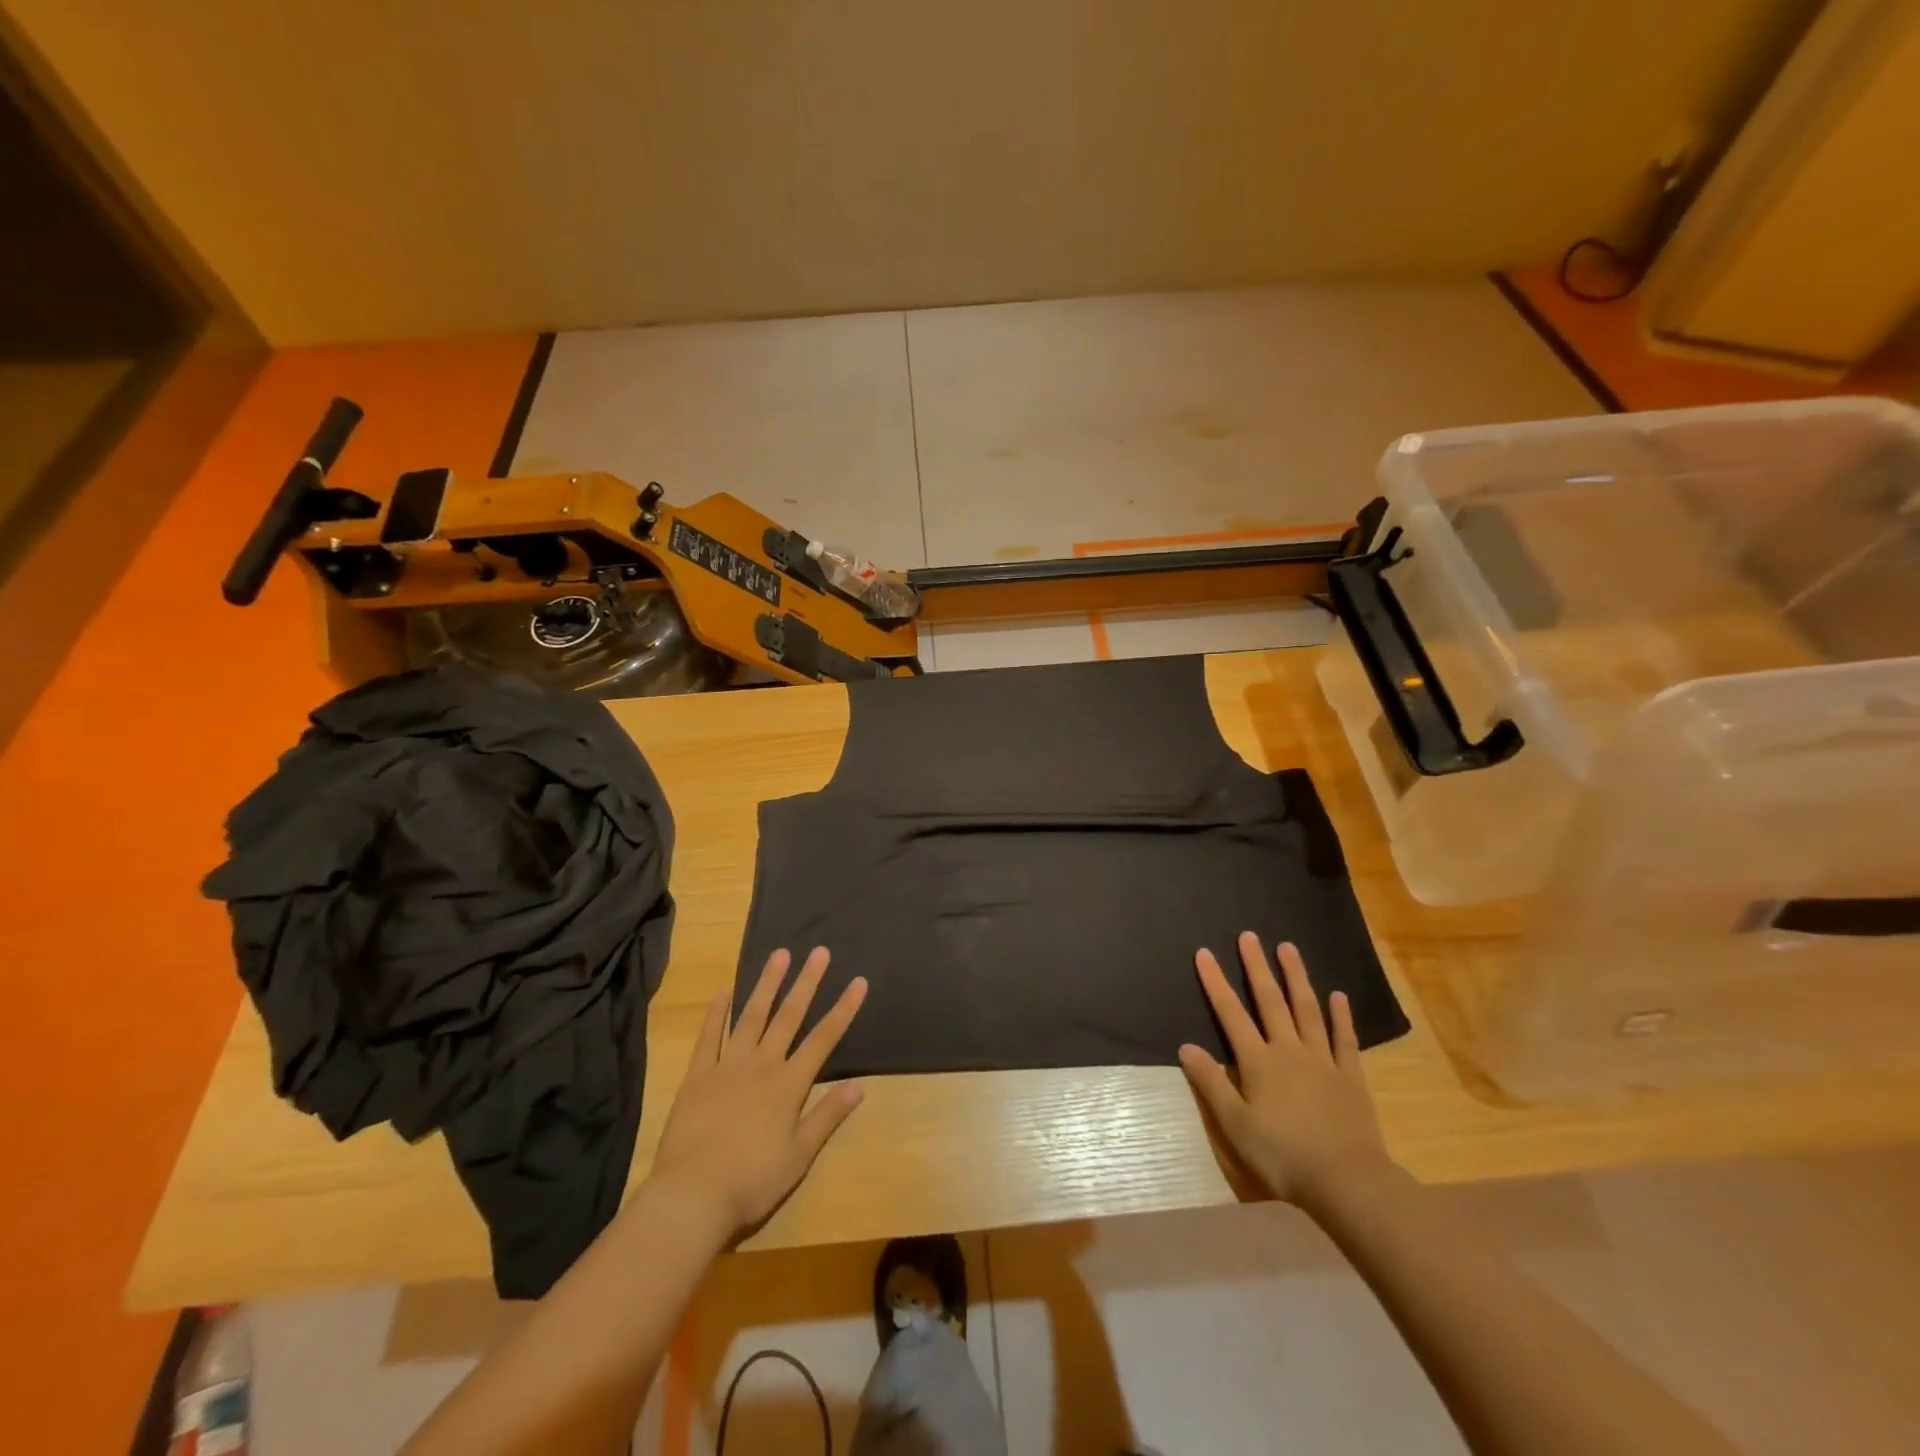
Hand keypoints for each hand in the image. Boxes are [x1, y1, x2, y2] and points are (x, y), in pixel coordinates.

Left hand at [648, 947, 867, 1238]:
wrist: (691, 1196)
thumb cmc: (752, 1181)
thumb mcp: (799, 1156)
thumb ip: (827, 1116)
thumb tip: (859, 1086)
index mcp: (789, 1085)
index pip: (824, 1039)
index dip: (843, 1009)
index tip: (858, 981)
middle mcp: (762, 1065)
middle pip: (789, 1017)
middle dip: (807, 983)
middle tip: (818, 952)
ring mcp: (727, 1066)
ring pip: (752, 1016)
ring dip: (767, 985)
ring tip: (779, 955)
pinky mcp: (698, 1076)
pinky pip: (708, 1037)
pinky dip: (717, 1013)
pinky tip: (724, 991)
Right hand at [1179, 933, 1394, 1211]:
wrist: (1347, 1182)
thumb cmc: (1282, 1155)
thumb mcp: (1235, 1124)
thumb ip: (1211, 1083)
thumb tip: (1186, 1046)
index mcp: (1258, 1062)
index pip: (1231, 1014)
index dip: (1215, 983)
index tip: (1204, 953)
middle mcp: (1289, 1051)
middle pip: (1270, 1001)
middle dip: (1257, 967)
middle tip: (1249, 936)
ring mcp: (1323, 1061)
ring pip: (1307, 1011)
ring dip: (1297, 978)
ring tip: (1288, 948)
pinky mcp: (1350, 1078)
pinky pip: (1345, 1040)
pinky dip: (1341, 1017)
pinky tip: (1338, 996)